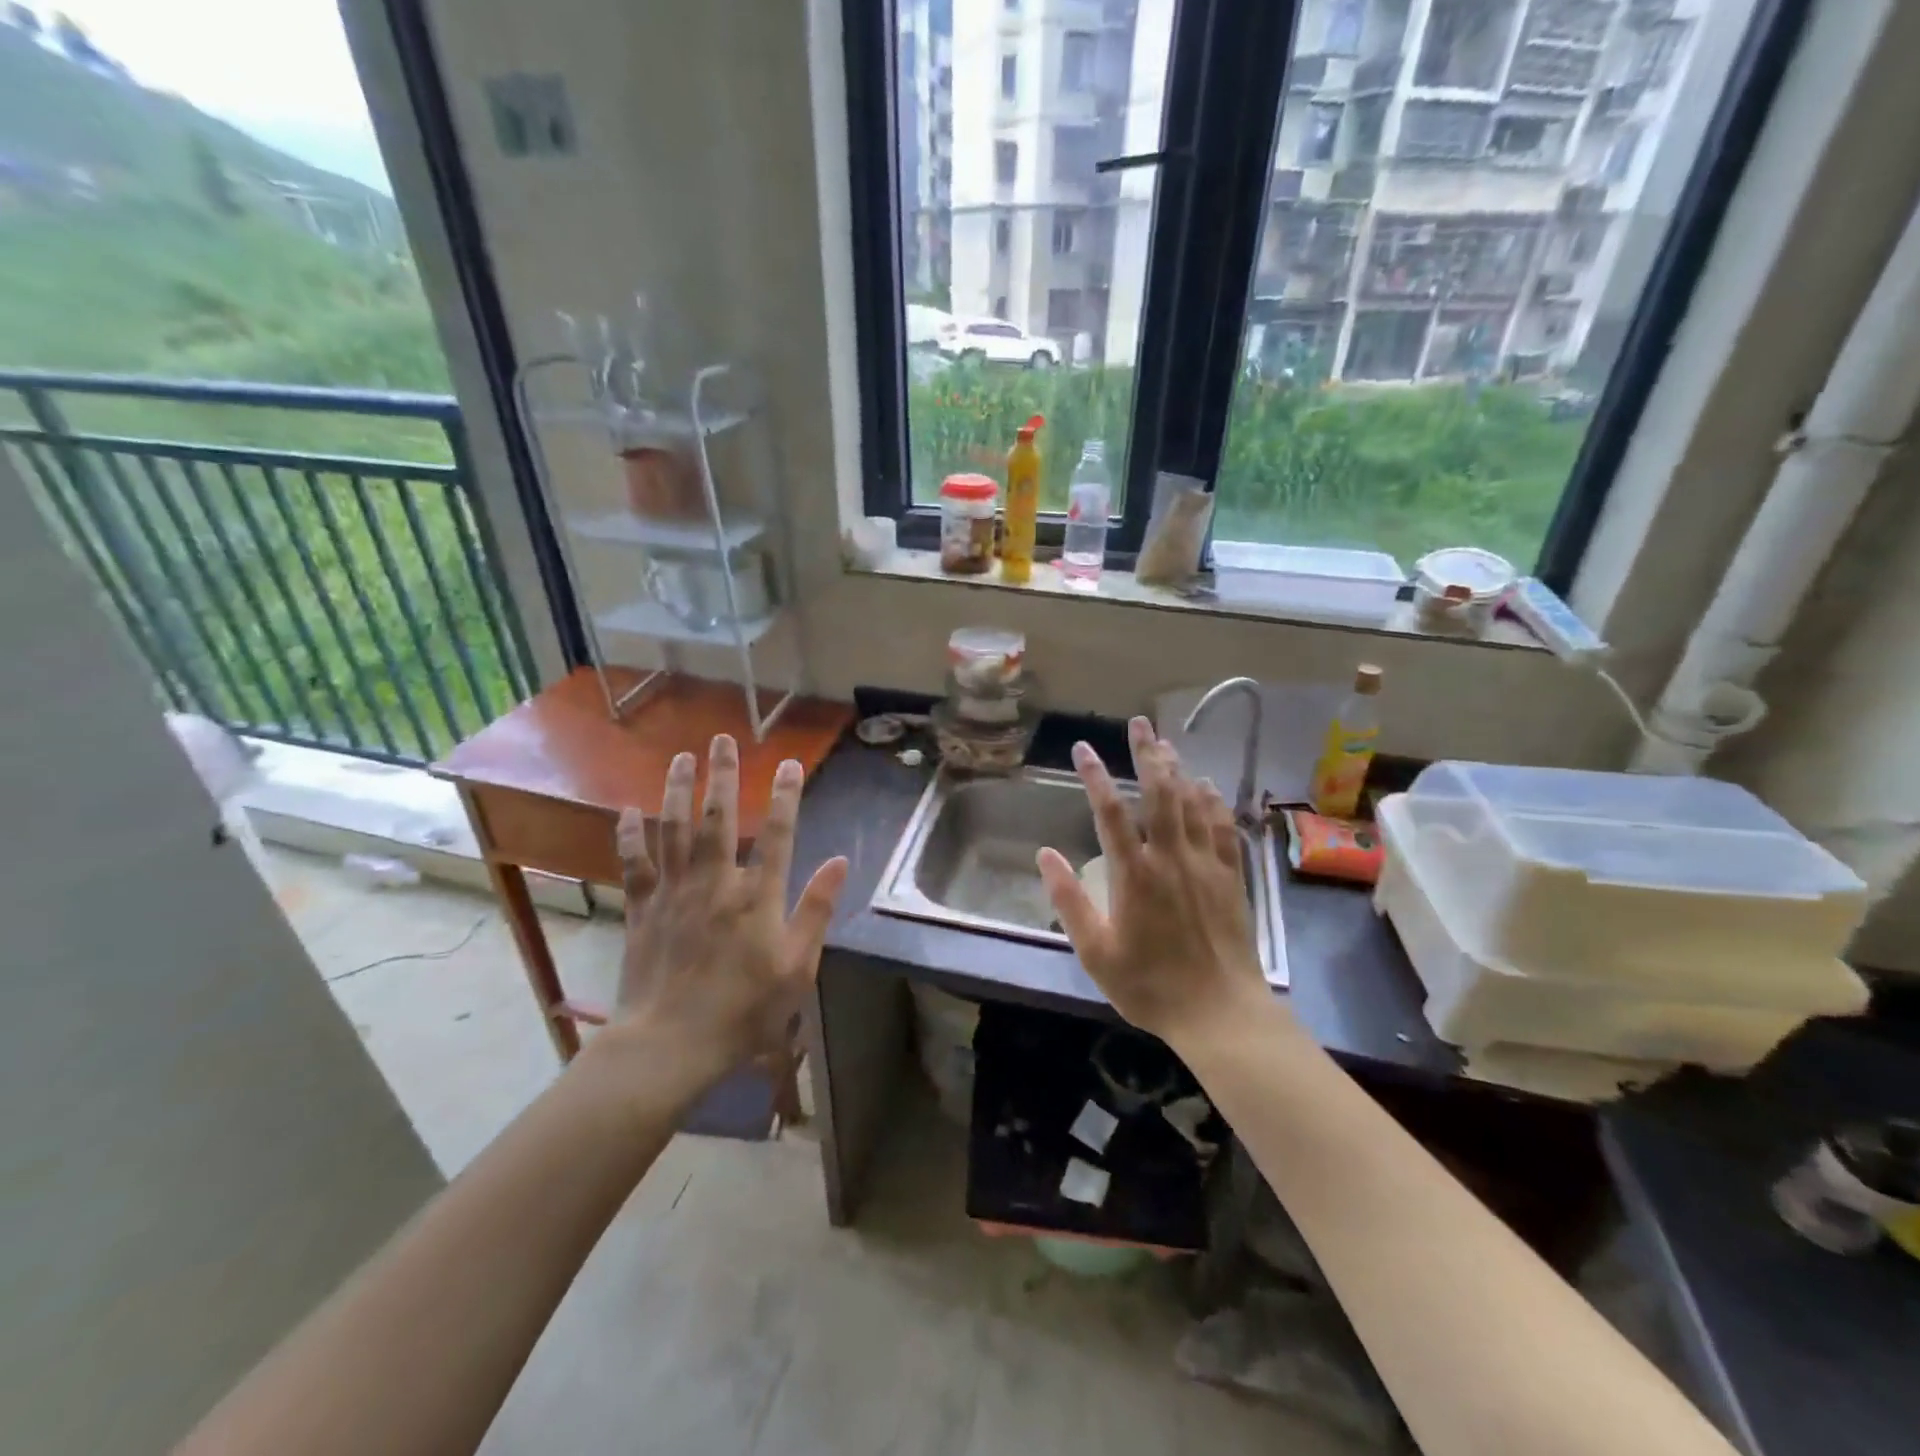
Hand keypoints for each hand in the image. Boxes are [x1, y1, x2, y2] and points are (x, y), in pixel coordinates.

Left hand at [611, 734, 848, 1085]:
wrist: (670, 1044)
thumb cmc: (744, 1010)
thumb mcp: (797, 966)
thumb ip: (817, 909)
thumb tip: (840, 860)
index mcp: (757, 895)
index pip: (778, 833)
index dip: (785, 795)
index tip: (789, 763)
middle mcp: (715, 881)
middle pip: (719, 818)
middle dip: (723, 775)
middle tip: (722, 739)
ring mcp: (674, 892)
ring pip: (674, 829)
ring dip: (678, 789)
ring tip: (681, 756)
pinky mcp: (642, 910)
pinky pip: (634, 864)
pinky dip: (630, 835)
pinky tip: (629, 810)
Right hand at [1037, 717, 1266, 1046]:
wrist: (1220, 1013)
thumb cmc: (1150, 986)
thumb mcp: (1096, 953)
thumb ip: (1069, 901)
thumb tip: (1045, 854)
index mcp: (1134, 875)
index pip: (1110, 812)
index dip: (1095, 776)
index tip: (1082, 748)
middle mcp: (1171, 858)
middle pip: (1159, 793)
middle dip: (1147, 753)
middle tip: (1139, 722)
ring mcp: (1206, 864)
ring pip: (1192, 802)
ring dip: (1178, 768)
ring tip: (1165, 742)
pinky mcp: (1231, 876)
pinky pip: (1224, 827)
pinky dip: (1213, 801)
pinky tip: (1207, 785)